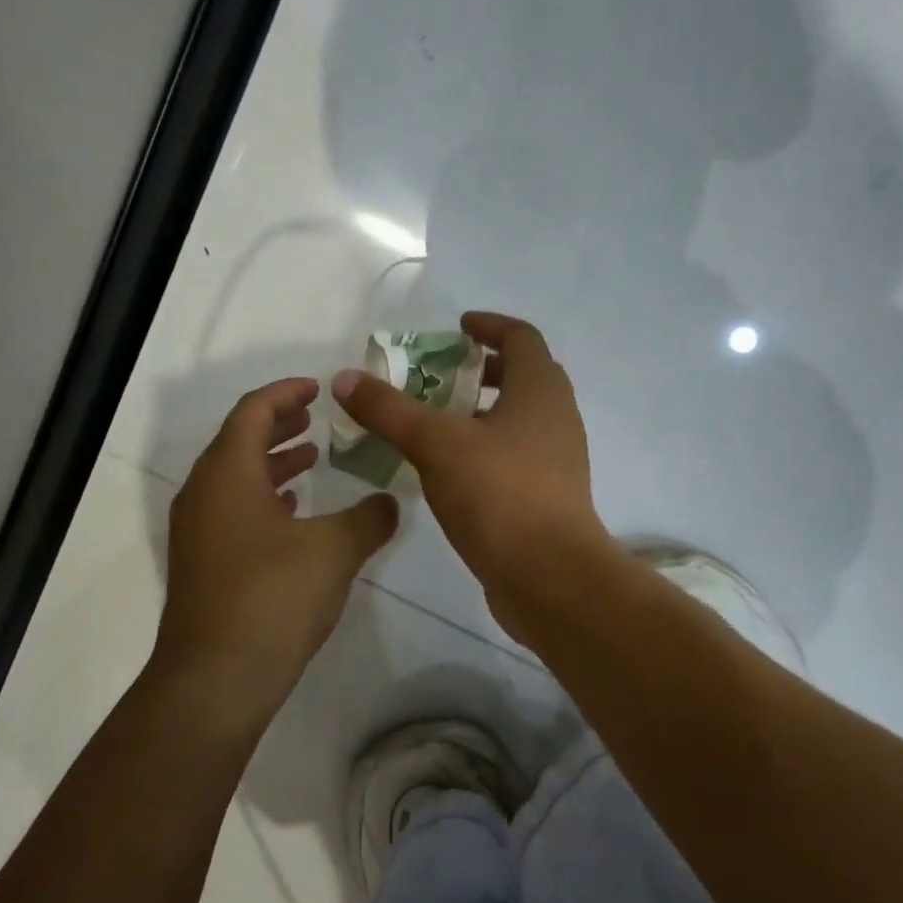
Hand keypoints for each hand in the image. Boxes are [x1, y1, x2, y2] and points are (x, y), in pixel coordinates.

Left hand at [153, 377, 397, 727]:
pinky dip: (264, 500)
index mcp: (227, 474)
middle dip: (280, 426)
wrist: (217, 678)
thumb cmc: (273, 598)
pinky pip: (233, 512)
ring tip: (312, 462)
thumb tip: (390, 503)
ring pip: (235, 479)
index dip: (285, 393)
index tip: (318, 388)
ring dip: (273, 464)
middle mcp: (204, 494)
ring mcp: (198, 533)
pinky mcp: (204, 565)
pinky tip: (294, 515)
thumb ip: (370, 517)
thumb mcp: (335, 550)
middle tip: (318, 419)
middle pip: (239, 441)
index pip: (252, 412)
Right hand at [329, 312, 609, 638]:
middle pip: (522, 377)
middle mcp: (557, 418)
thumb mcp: (436, 445)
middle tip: (437, 376)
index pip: (521, 337)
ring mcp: (557, 461)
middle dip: (481, 371)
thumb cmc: (499, 494)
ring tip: (434, 422)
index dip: (489, 326)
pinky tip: (448, 470)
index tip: (457, 327)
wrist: (549, 577)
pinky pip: (515, 457)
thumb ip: (390, 410)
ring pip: (518, 421)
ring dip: (480, 413)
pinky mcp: (547, 497)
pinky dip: (484, 449)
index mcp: (541, 390)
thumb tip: (345, 378)